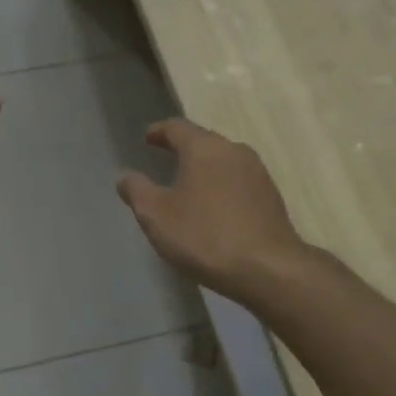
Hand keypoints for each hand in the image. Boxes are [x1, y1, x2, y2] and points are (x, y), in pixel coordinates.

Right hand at [117, 119, 304, 301]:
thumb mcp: (156, 216)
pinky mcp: (271, 196)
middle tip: (165, 158)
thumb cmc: (204, 236)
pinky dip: (221, 186)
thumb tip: (125, 176)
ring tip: (188, 184)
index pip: (176, 127)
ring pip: (223, 161)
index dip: (159, 131)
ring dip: (204, 168)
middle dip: (183, 148)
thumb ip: (137, 191)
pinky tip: (214, 206)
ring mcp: (257, 172)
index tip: (147, 138)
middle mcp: (233, 150)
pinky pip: (238, 181)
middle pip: (203, 141)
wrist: (268, 268)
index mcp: (204, 148)